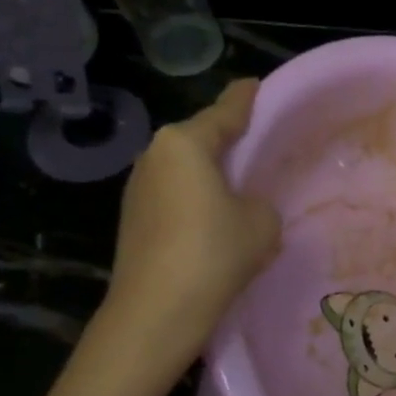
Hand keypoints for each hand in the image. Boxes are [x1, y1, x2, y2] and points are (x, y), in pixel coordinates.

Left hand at [100, 79, 280, 374]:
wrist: (156, 311)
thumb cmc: (215, 252)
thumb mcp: (262, 222)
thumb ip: (259, 203)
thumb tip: (244, 208)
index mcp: (185, 143)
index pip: (224, 112)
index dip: (245, 99)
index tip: (255, 84)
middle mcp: (155, 155)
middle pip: (200, 139)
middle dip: (227, 140)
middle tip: (258, 142)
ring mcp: (138, 188)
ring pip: (186, 169)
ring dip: (211, 174)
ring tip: (241, 186)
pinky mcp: (133, 219)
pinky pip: (175, 196)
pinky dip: (197, 200)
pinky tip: (216, 219)